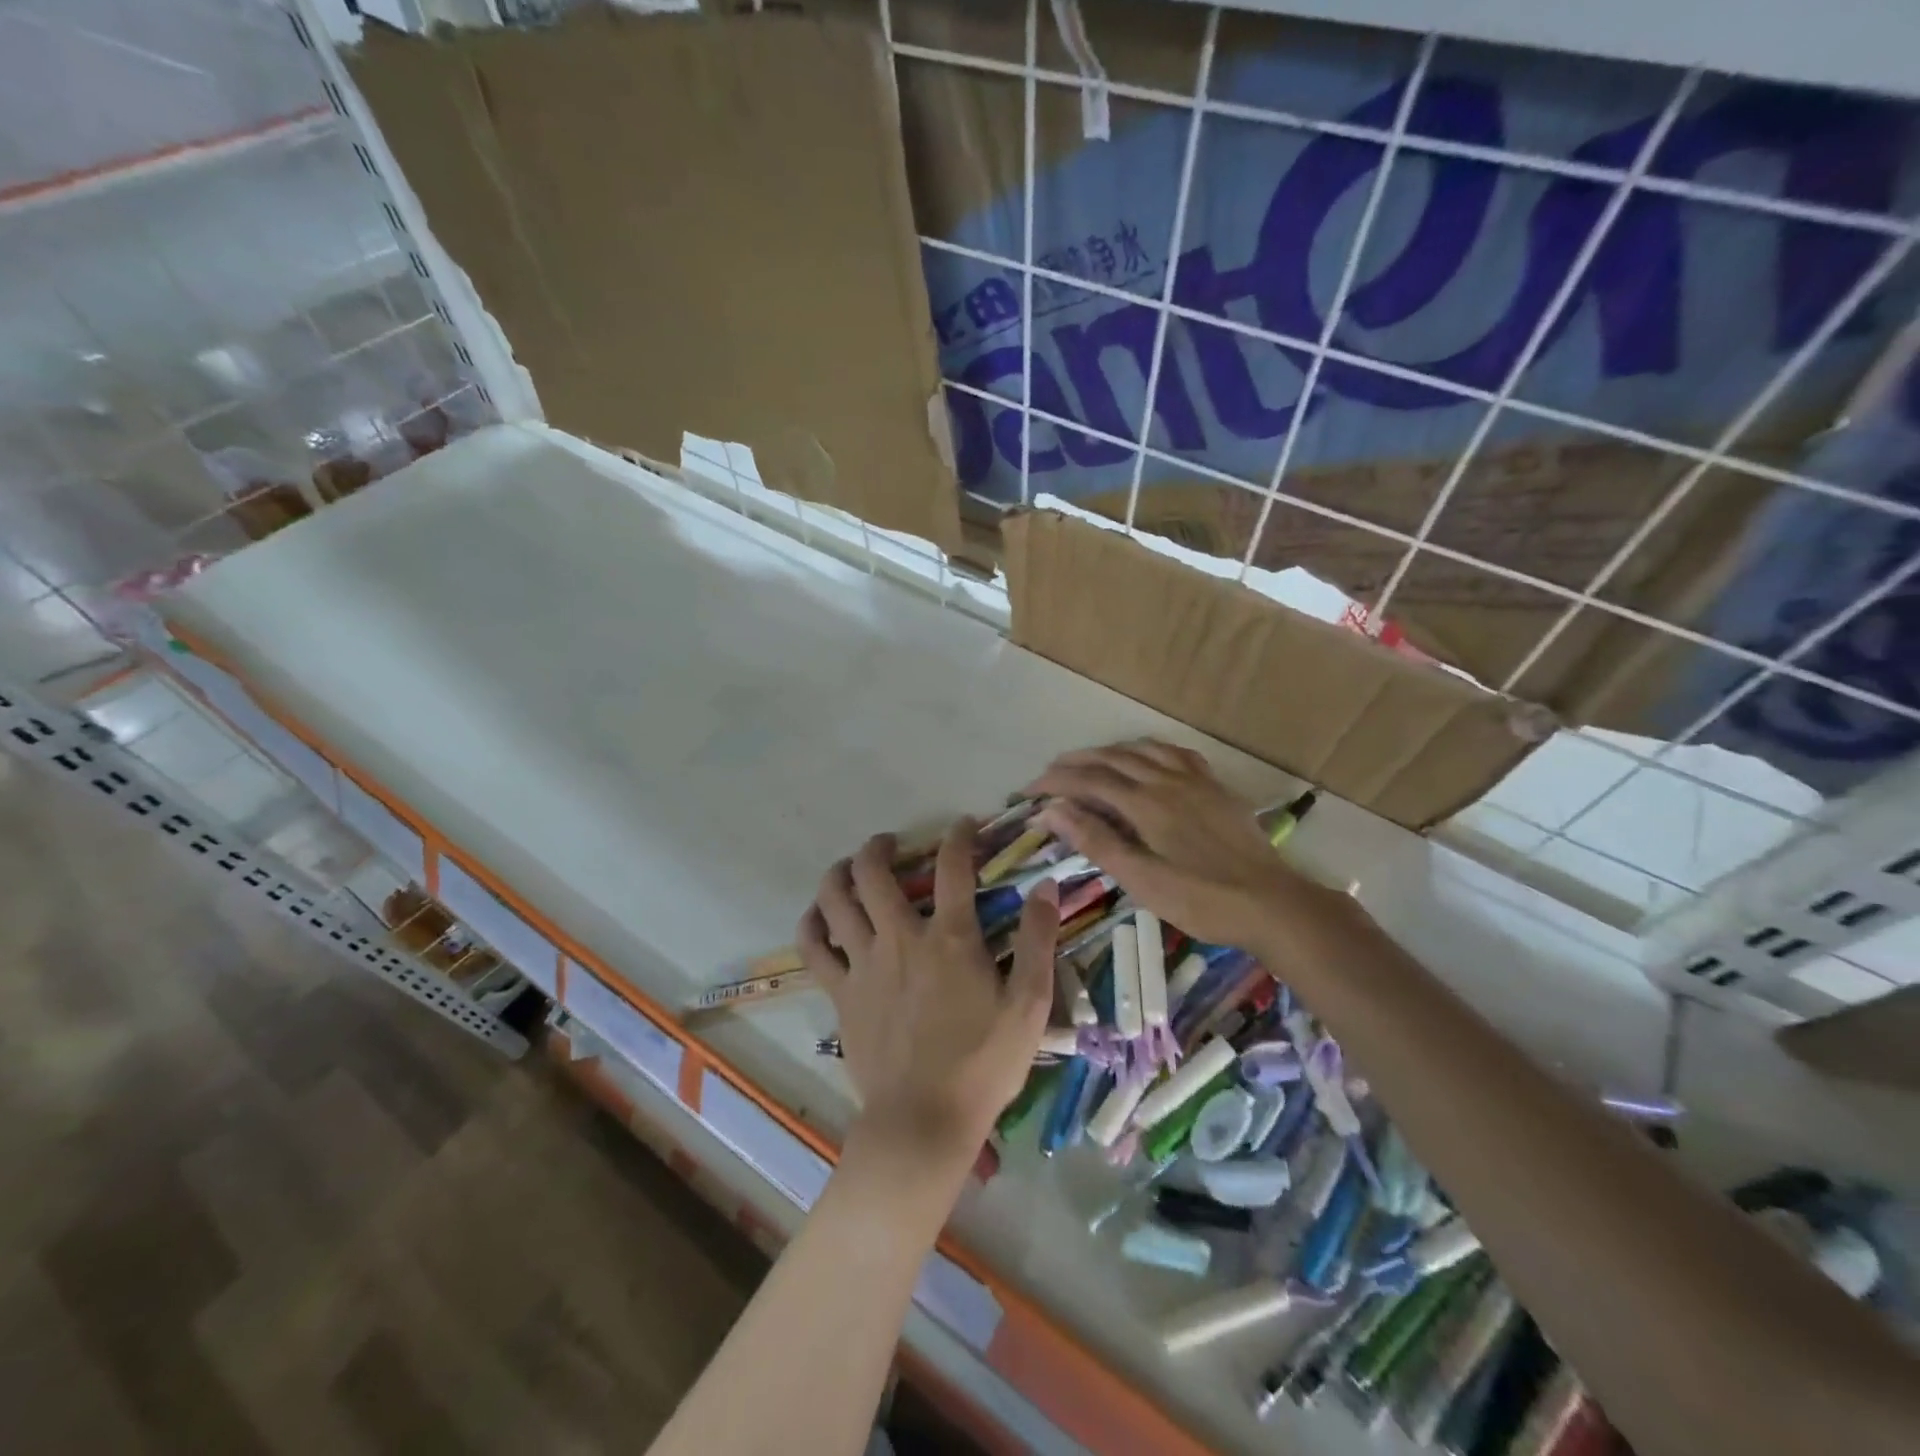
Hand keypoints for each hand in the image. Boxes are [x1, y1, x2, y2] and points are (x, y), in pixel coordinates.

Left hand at [797, 821, 1060, 1167]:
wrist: (923, 1122)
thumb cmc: (982, 1065)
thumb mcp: (1029, 1005)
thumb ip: (1037, 942)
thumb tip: (1045, 887)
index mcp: (949, 939)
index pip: (953, 867)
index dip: (960, 836)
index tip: (965, 824)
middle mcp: (900, 938)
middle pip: (874, 871)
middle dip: (880, 846)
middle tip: (891, 843)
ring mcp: (863, 964)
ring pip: (835, 898)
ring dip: (840, 872)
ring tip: (850, 867)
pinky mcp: (840, 993)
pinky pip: (813, 947)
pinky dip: (812, 922)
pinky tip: (820, 916)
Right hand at [1029, 740, 1337, 952]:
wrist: (1271, 903)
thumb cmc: (1201, 899)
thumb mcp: (1141, 879)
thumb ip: (1096, 841)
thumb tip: (1052, 811)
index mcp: (1145, 803)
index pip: (1088, 781)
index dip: (1054, 783)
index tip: (1028, 793)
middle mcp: (1166, 780)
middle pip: (1111, 759)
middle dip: (1074, 763)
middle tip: (1048, 775)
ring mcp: (1195, 780)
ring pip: (1142, 750)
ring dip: (1108, 752)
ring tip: (1088, 763)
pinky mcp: (1215, 787)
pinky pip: (1176, 753)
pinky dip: (1149, 749)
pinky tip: (1147, 758)